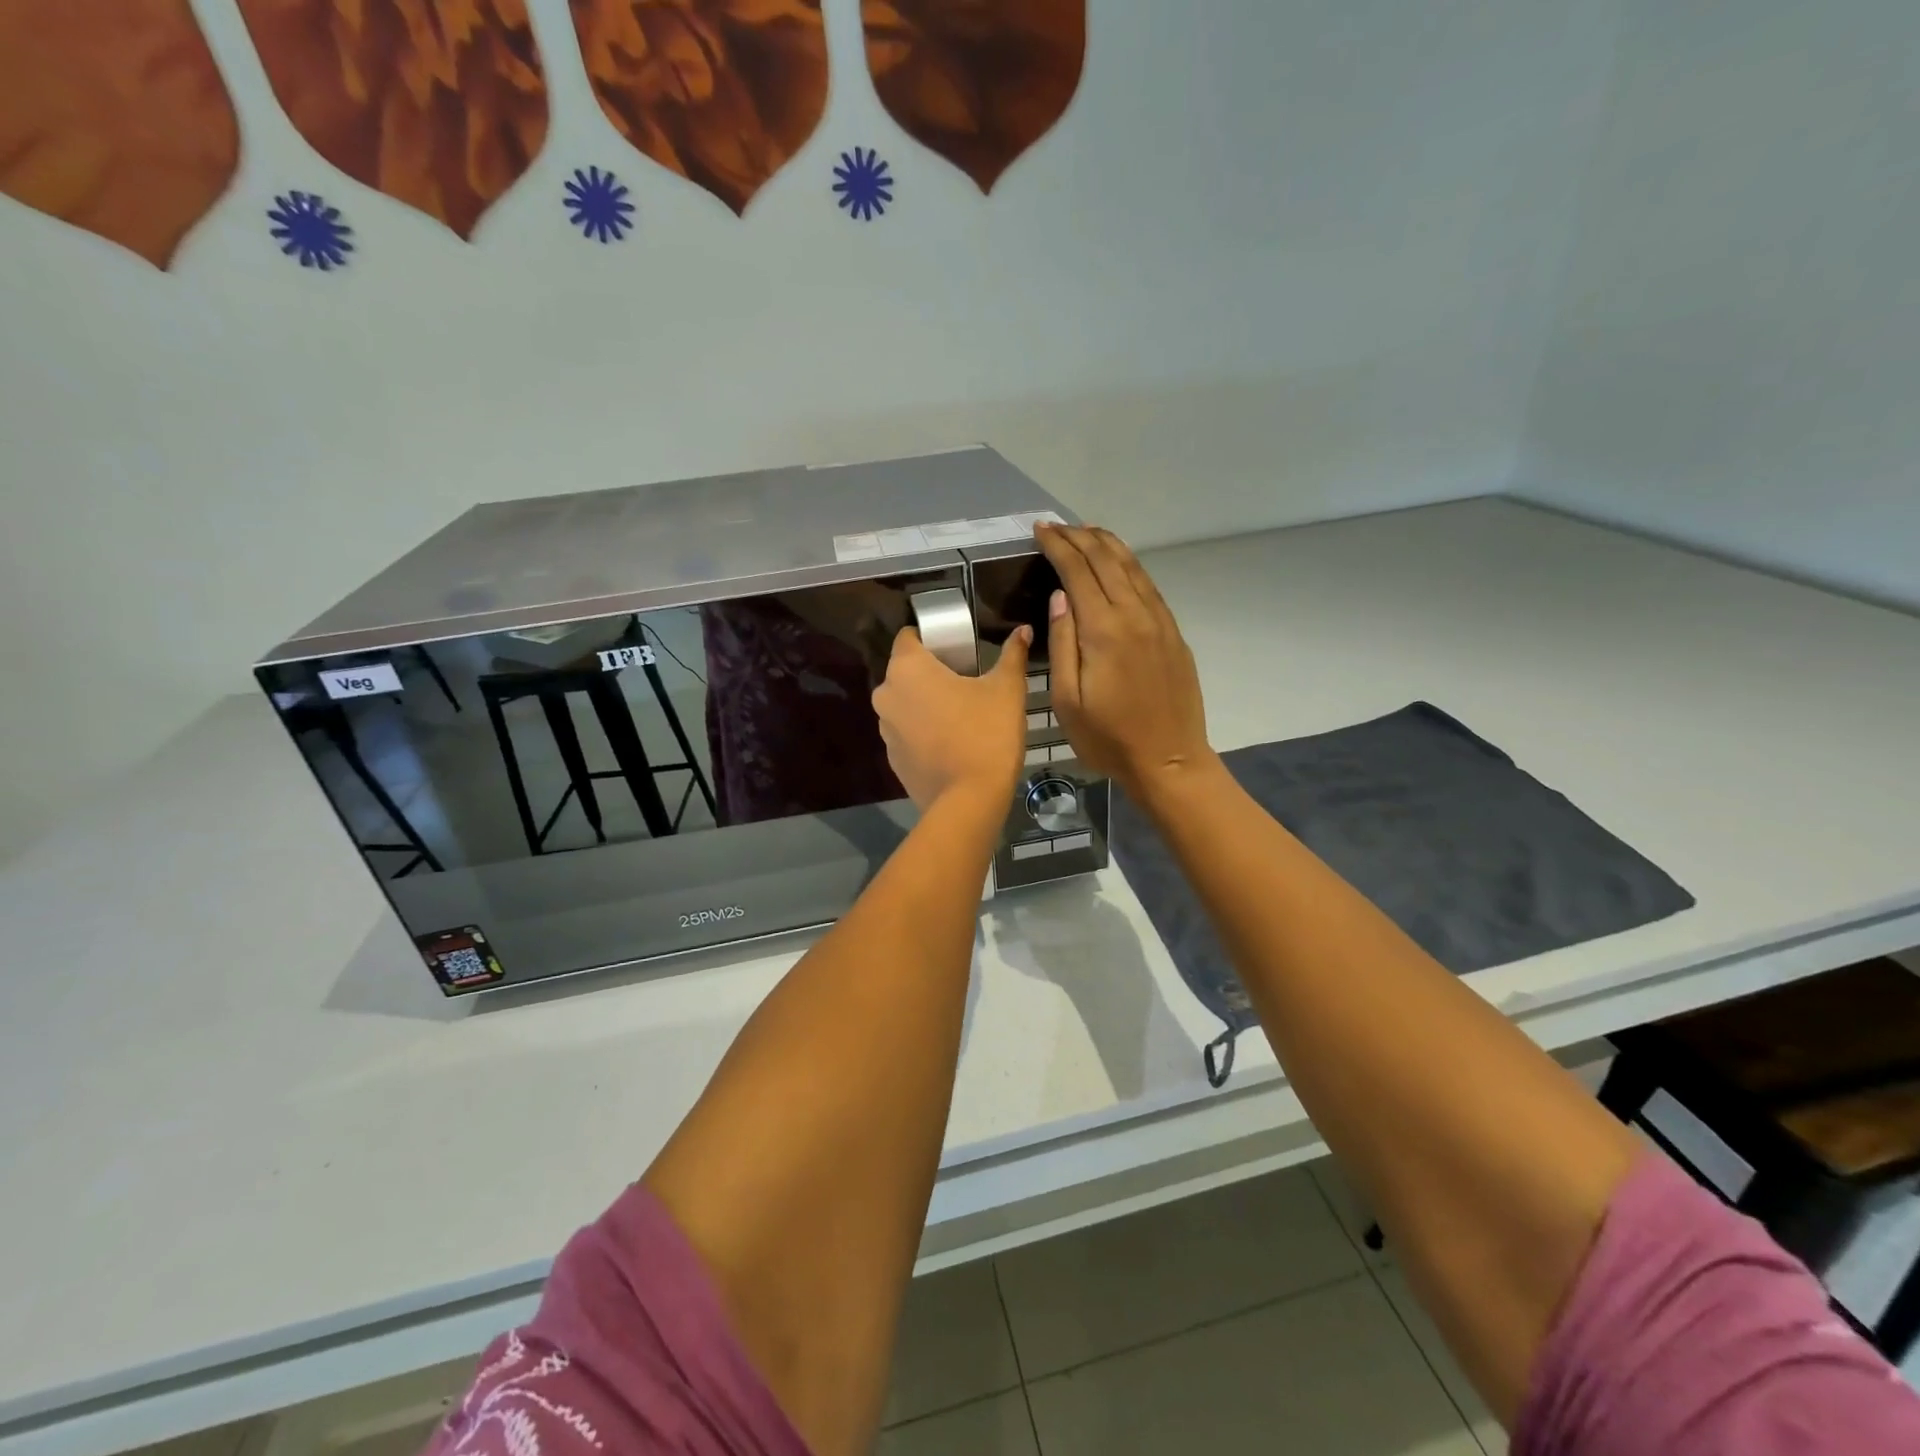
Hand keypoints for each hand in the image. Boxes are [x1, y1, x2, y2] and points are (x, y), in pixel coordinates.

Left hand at [873, 624, 1032, 809]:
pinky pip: (906, 733)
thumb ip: (1013, 655)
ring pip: (904, 703)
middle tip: (965, 680)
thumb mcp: (1007, 689)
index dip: (931, 637)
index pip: (909, 636)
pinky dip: (923, 732)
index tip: (957, 647)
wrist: (969, 800)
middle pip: (906, 671)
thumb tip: (1024, 630)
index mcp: (907, 668)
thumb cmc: (987, 733)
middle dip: (930, 672)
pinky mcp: (892, 758)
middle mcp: (886, 694)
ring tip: (959, 713)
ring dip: (924, 703)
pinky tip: (950, 742)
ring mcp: (885, 729)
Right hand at [1035, 522, 1211, 798]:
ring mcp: (1160, 622)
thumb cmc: (1108, 739)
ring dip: (1108, 544)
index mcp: (1104, 631)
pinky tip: (1120, 564)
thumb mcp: (1067, 700)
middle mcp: (1135, 615)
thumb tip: (1060, 597)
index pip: (1078, 571)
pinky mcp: (1173, 634)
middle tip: (1057, 526)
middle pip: (1107, 560)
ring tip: (1087, 531)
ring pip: (1133, 568)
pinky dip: (1130, 566)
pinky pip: (1149, 586)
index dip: (1058, 546)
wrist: (1169, 760)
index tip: (1041, 530)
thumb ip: (1062, 643)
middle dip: (1080, 537)